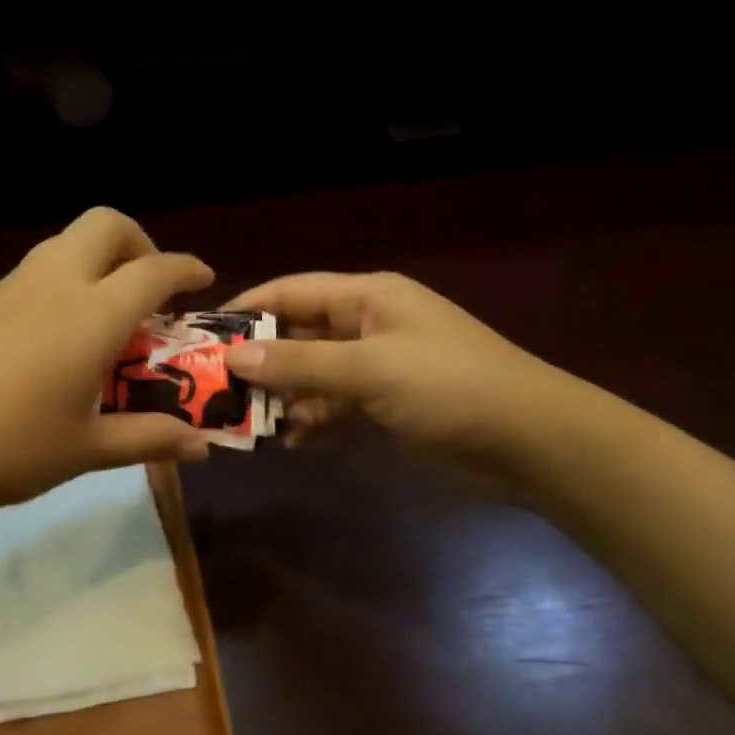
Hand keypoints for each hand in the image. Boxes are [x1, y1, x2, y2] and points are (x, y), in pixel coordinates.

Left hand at [0, 208, 215, 514]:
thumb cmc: (5, 449)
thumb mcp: (86, 450)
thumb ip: (150, 438)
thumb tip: (204, 446)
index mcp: (91, 314)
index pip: (154, 270)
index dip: (186, 270)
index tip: (204, 281)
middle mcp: (54, 282)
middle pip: (107, 225)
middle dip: (140, 245)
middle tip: (150, 293)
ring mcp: (11, 286)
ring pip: (67, 244)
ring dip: (100, 262)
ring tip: (109, 319)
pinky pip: (38, 271)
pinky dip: (66, 282)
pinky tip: (58, 338)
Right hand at [223, 271, 586, 490]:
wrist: (531, 442)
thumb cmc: (450, 388)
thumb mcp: (370, 370)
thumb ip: (300, 363)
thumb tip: (234, 359)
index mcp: (367, 297)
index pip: (291, 291)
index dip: (247, 310)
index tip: (203, 337)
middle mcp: (368, 324)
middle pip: (298, 334)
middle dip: (261, 361)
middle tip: (214, 389)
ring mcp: (379, 366)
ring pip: (313, 374)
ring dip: (284, 396)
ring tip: (248, 423)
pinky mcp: (388, 403)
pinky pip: (336, 405)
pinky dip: (313, 420)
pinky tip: (293, 442)